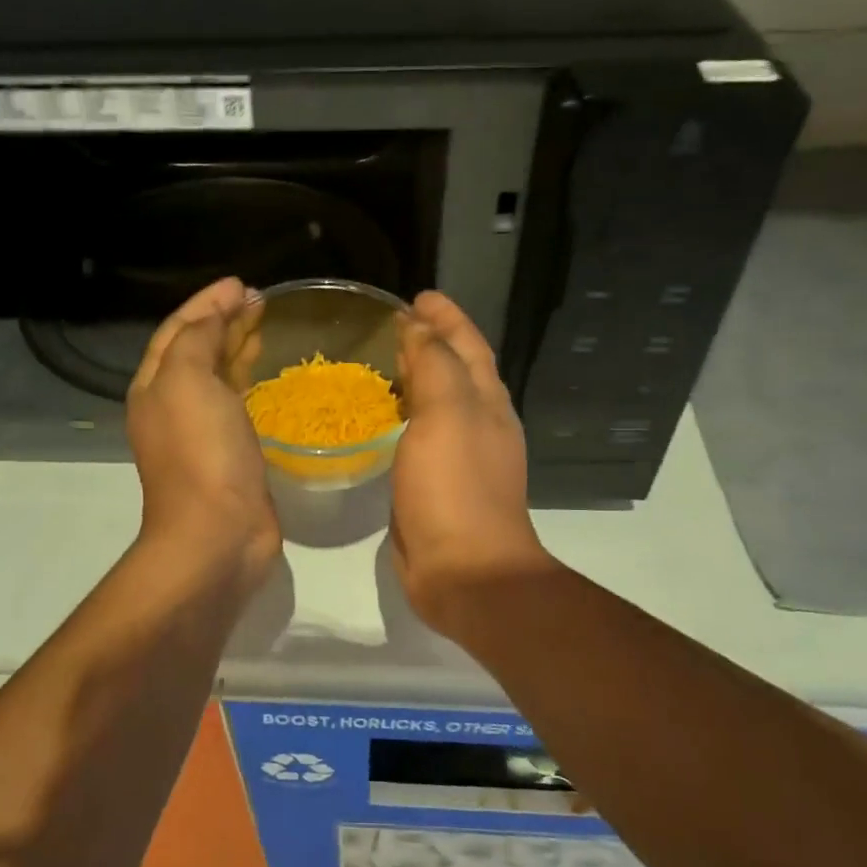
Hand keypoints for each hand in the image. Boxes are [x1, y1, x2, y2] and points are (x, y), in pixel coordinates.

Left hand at [126, 278, 279, 588]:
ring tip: (265, 326)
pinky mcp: (232, 454)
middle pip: (197, 350)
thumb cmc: (200, 453)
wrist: (216, 534)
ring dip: (237, 348)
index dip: (207, 303)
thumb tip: (218, 314)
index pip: (178, 330)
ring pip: (219, 377)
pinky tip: (268, 375)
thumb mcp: (188, 380)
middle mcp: (173, 406)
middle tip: (259, 300)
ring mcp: (202, 433)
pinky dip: (250, 382)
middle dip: (224, 321)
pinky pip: (238, 405)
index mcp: (155, 386)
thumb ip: (198, 338)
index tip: (241, 284)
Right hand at [390, 292, 552, 633]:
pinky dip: (403, 417)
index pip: (469, 345)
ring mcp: (458, 457)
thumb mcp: (448, 414)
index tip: (418, 295)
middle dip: (431, 343)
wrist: (464, 570)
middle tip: (392, 325)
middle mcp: (478, 425)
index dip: (446, 317)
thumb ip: (435, 365)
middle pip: (456, 370)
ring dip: (416, 379)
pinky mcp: (434, 485)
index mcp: (487, 403)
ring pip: (436, 404)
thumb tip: (420, 328)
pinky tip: (379, 420)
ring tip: (381, 363)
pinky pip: (417, 436)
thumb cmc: (456, 487)